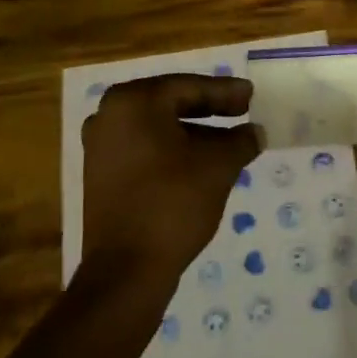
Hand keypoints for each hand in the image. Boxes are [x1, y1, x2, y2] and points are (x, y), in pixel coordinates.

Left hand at [80, 74, 262, 280]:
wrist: (126, 270)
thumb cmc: (172, 202)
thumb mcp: (217, 166)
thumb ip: (240, 140)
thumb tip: (256, 132)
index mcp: (133, 102)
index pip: (188, 87)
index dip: (224, 92)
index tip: (251, 95)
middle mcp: (109, 116)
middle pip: (170, 103)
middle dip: (209, 109)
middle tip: (243, 110)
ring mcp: (100, 147)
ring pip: (158, 129)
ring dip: (194, 133)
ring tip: (230, 142)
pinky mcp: (101, 175)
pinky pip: (145, 150)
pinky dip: (174, 151)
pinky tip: (202, 163)